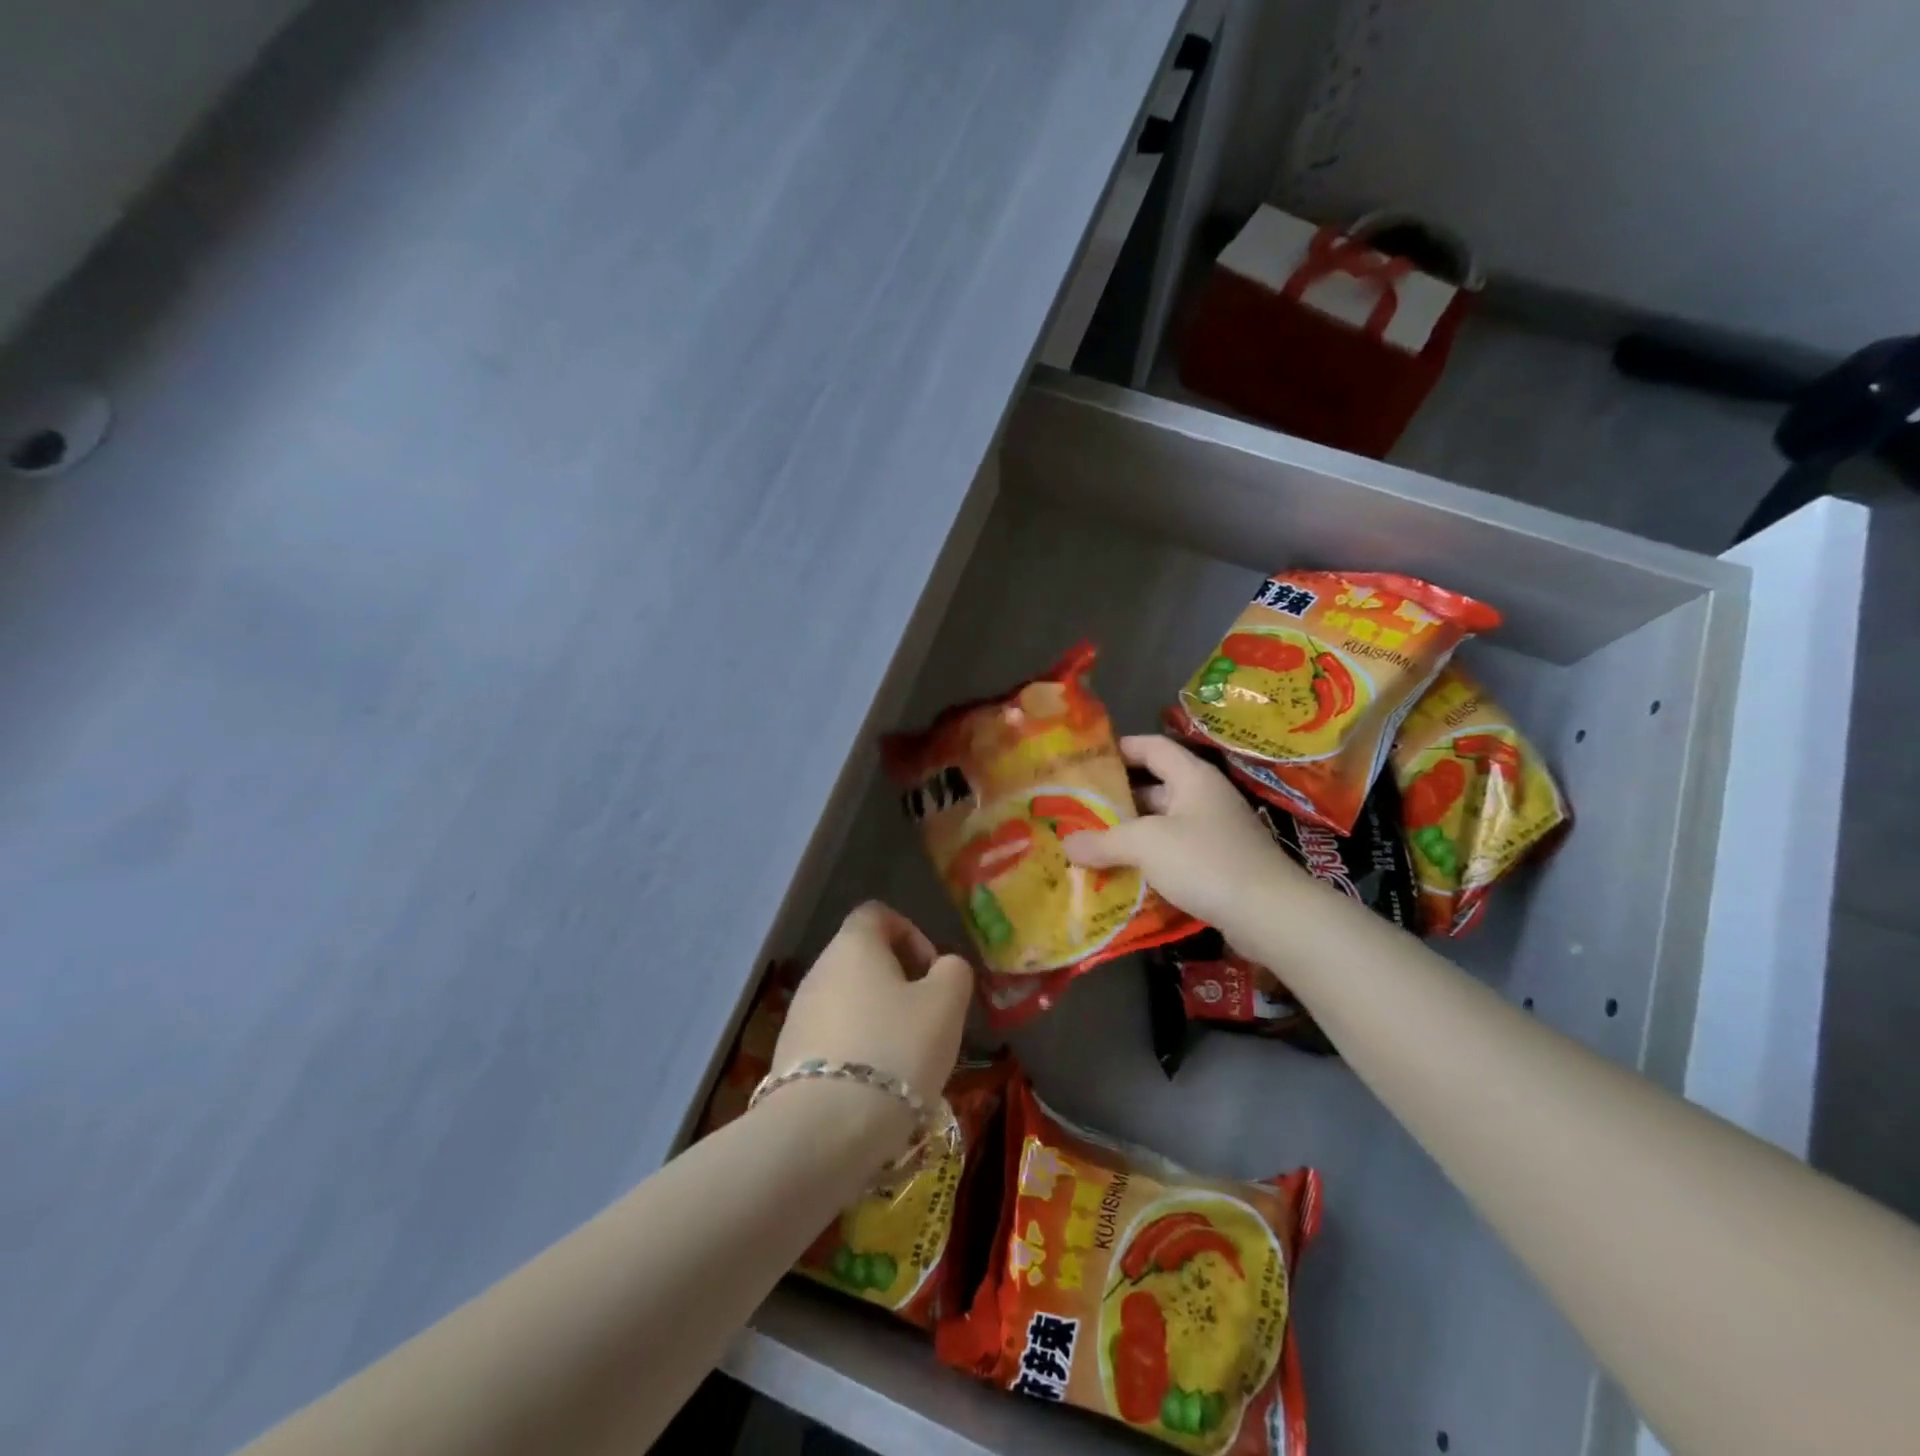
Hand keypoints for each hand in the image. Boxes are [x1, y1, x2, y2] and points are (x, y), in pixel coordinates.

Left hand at [772, 902, 972, 1115]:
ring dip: (879, 1019)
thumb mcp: (946, 1005)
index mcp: (854, 945)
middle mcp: (819, 970)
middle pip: (863, 959)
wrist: (824, 1130)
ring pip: (849, 1001)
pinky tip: (875, 1087)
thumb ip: (954, 972)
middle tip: (927, 1020)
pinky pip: (832, 1038)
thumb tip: (943, 967)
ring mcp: (798, 1014)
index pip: (877, 913)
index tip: (932, 971)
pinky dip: (857, 1050)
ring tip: (905, 1060)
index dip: (910, 933)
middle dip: (899, 983)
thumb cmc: (895, 1050)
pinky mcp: (788, 1057)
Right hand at [1062, 735, 1305, 940]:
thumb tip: (1067, 844)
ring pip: (1163, 824)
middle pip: (1155, 787)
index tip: (1088, 759)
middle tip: (1080, 808)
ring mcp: (1215, 832)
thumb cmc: (1206, 861)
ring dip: (1132, 832)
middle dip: (1118, 797)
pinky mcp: (1219, 864)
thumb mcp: (1146, 845)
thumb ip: (1103, 841)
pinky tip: (1124, 873)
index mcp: (1192, 777)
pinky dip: (1150, 858)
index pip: (1152, 747)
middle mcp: (1205, 798)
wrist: (1271, 914)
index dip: (1121, 748)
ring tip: (1093, 842)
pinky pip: (1175, 852)